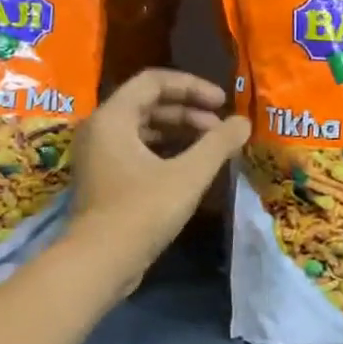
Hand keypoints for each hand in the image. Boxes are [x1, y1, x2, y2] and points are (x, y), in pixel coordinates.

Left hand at [68, 69, 249, 292]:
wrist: (100, 262)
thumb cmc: (142, 211)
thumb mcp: (188, 175)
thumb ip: (218, 143)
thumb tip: (243, 122)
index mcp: (113, 117)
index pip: (154, 81)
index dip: (193, 86)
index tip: (223, 102)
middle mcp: (100, 129)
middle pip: (148, 103)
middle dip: (189, 111)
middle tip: (221, 128)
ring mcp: (99, 155)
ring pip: (144, 129)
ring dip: (179, 131)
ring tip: (211, 146)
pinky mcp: (105, 178)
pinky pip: (138, 150)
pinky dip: (165, 151)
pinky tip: (191, 167)